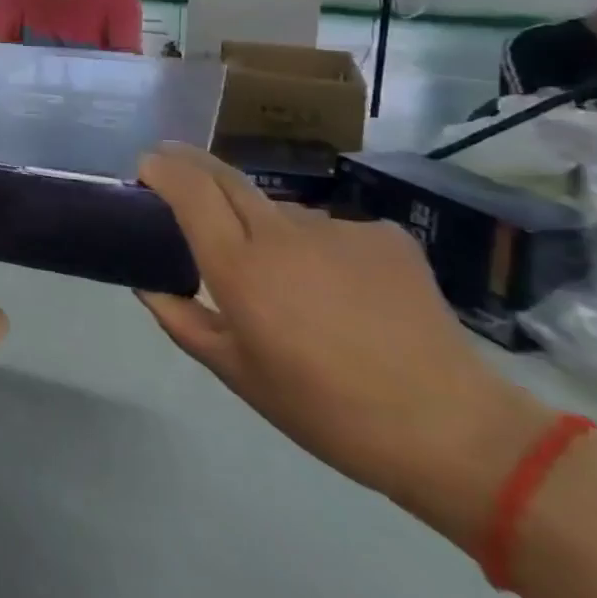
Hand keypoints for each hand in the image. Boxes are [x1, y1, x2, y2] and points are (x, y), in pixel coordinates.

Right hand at [137, 145, 550, 537]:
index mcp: (240, 266)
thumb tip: (145, 282)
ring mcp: (338, 227)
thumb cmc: (325, 410)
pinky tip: (343, 291)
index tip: (145, 167)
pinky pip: (331, 230)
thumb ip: (180, 318)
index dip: (161, 167)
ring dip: (262, 224)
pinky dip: (319, 249)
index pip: (189, 189)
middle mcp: (283, 232)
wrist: (451, 431)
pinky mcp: (385, 235)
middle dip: (191, 166)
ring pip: (280, 210)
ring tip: (284, 276)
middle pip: (226, 177)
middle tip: (177, 178)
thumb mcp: (236, 374)